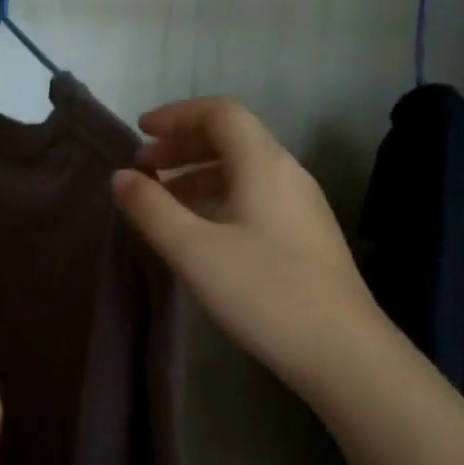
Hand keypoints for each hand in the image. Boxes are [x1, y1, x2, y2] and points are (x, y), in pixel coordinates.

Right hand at [113, 97, 382, 380]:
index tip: (139, 132)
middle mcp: (287, 173)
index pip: (220, 113)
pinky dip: (217, 196)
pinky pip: (254, 195)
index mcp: (263, 164)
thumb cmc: (263, 293)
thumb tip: (121, 177)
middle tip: (143, 166)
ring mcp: (301, 205)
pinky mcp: (304, 235)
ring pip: (243, 169)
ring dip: (198, 173)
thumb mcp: (193, 251)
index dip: (176, 115)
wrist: (341, 351)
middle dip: (182, 144)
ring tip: (162, 198)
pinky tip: (199, 229)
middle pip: (232, 137)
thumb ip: (152, 209)